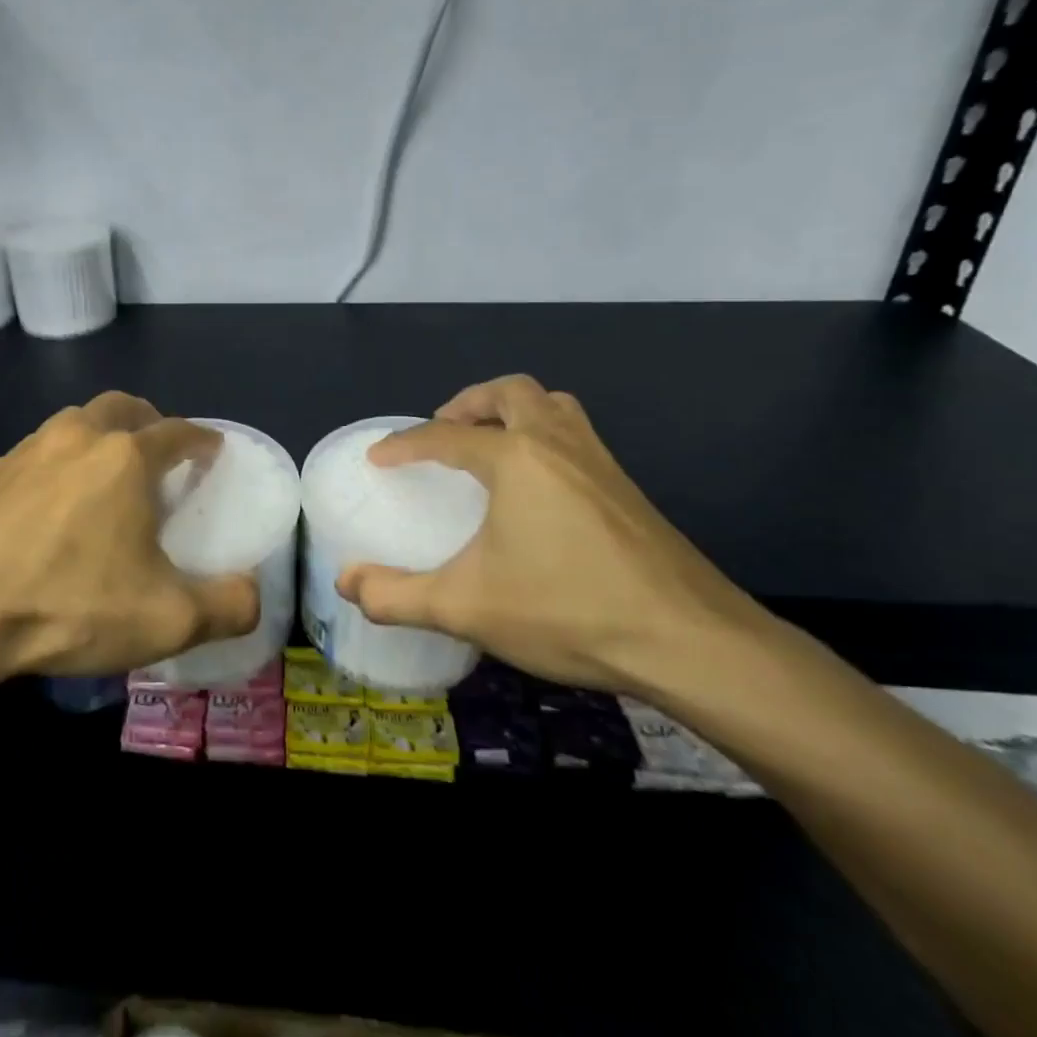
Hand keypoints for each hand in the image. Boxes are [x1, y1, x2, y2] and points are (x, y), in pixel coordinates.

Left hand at [0, 392, 259, 683]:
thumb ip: (228, 607)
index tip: (212, 450)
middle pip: (121, 407)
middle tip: (159, 452)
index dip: (202, 438)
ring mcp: (24, 452)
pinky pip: (33, 457)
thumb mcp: (167, 621)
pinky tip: (48, 509)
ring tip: (104, 478)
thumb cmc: (70, 606)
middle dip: (148, 421)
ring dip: (97, 438)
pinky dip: (54, 468)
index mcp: (124, 458)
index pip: (177, 430)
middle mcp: (76, 437)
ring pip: (73, 424)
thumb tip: (252, 596)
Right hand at [337, 375, 765, 694]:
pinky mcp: (628, 490)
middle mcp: (559, 444)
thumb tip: (346, 583)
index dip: (405, 444)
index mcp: (516, 459)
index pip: (444, 436)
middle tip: (444, 433)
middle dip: (469, 404)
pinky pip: (577, 436)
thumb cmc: (567, 610)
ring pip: (554, 406)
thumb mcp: (466, 607)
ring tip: (490, 447)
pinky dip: (546, 437)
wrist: (690, 642)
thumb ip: (397, 596)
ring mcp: (601, 463)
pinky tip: (538, 489)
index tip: (379, 458)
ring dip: (514, 412)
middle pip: (510, 393)